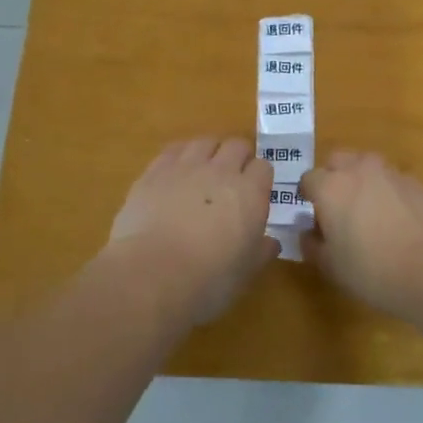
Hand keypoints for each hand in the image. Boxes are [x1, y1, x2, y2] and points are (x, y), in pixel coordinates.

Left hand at [109, 138, 277, 322]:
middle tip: (231, 180)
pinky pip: (173, 150)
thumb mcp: (245, 272)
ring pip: (204, 142)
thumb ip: (261, 251)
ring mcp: (185, 167)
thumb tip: (271, 242)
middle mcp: (221, 171)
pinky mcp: (154, 171)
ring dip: (209, 152)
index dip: (259, 178)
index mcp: (250, 193)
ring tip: (203, 172)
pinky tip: (175, 173)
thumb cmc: (208, 280)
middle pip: (236, 146)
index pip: (263, 167)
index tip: (255, 194)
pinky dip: (180, 156)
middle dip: (238, 158)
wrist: (152, 274)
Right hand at [299, 151, 422, 317]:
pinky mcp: (421, 184)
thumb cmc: (373, 269)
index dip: (308, 197)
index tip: (313, 217)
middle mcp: (360, 170)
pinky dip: (392, 195)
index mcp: (331, 187)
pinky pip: (396, 183)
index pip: (309, 179)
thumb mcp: (332, 267)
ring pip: (370, 168)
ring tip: (372, 215)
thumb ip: (314, 246)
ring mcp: (393, 173)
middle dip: (335, 178)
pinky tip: (401, 223)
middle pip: (339, 161)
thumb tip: (309, 234)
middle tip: (339, 209)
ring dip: (364, 183)